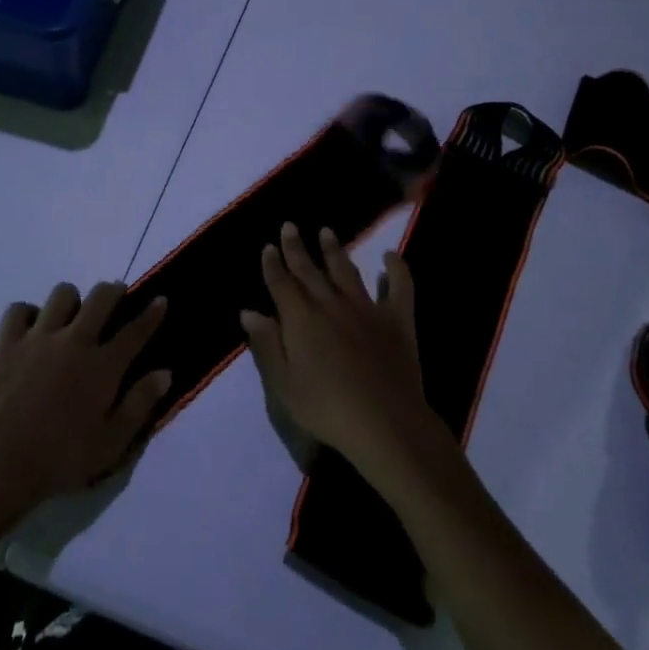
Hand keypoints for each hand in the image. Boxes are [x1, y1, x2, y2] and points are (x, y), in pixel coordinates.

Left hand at [0, 282, 171, 519]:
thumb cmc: (60, 459)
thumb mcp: (111, 444)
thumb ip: (139, 405)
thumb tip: (164, 373)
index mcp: (103, 366)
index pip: (135, 331)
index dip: (152, 313)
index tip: (160, 300)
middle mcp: (75, 341)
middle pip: (101, 298)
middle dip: (113, 291)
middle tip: (116, 295)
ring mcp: (39, 338)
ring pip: (62, 295)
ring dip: (72, 299)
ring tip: (72, 313)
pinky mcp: (7, 343)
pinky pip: (19, 309)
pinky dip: (28, 313)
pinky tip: (31, 327)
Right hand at [241, 223, 446, 482]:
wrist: (385, 423)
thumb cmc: (327, 409)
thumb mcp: (284, 384)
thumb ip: (267, 345)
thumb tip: (249, 312)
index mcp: (301, 319)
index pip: (281, 283)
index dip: (272, 264)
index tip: (268, 246)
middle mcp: (330, 304)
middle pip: (309, 270)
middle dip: (297, 248)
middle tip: (290, 226)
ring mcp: (366, 308)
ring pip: (346, 271)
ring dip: (334, 250)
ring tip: (327, 232)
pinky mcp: (397, 319)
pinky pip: (399, 286)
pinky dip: (396, 268)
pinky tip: (391, 255)